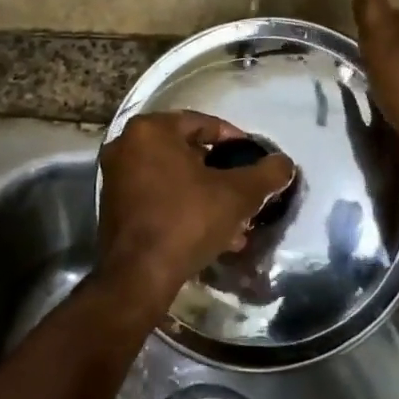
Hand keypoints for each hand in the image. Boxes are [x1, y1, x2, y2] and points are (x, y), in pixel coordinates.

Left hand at [97, 112, 296, 314]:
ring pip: (174, 178)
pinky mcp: (113, 206)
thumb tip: (285, 163)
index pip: (203, 123)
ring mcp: (116, 177)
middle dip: (221, 174)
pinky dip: (184, 208)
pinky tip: (213, 236)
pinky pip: (159, 197)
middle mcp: (127, 145)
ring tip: (236, 222)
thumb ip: (266, 174)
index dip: (235, 141)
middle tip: (245, 192)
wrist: (139, 275)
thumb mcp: (237, 194)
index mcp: (151, 130)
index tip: (254, 160)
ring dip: (206, 196)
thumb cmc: (187, 220)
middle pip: (188, 152)